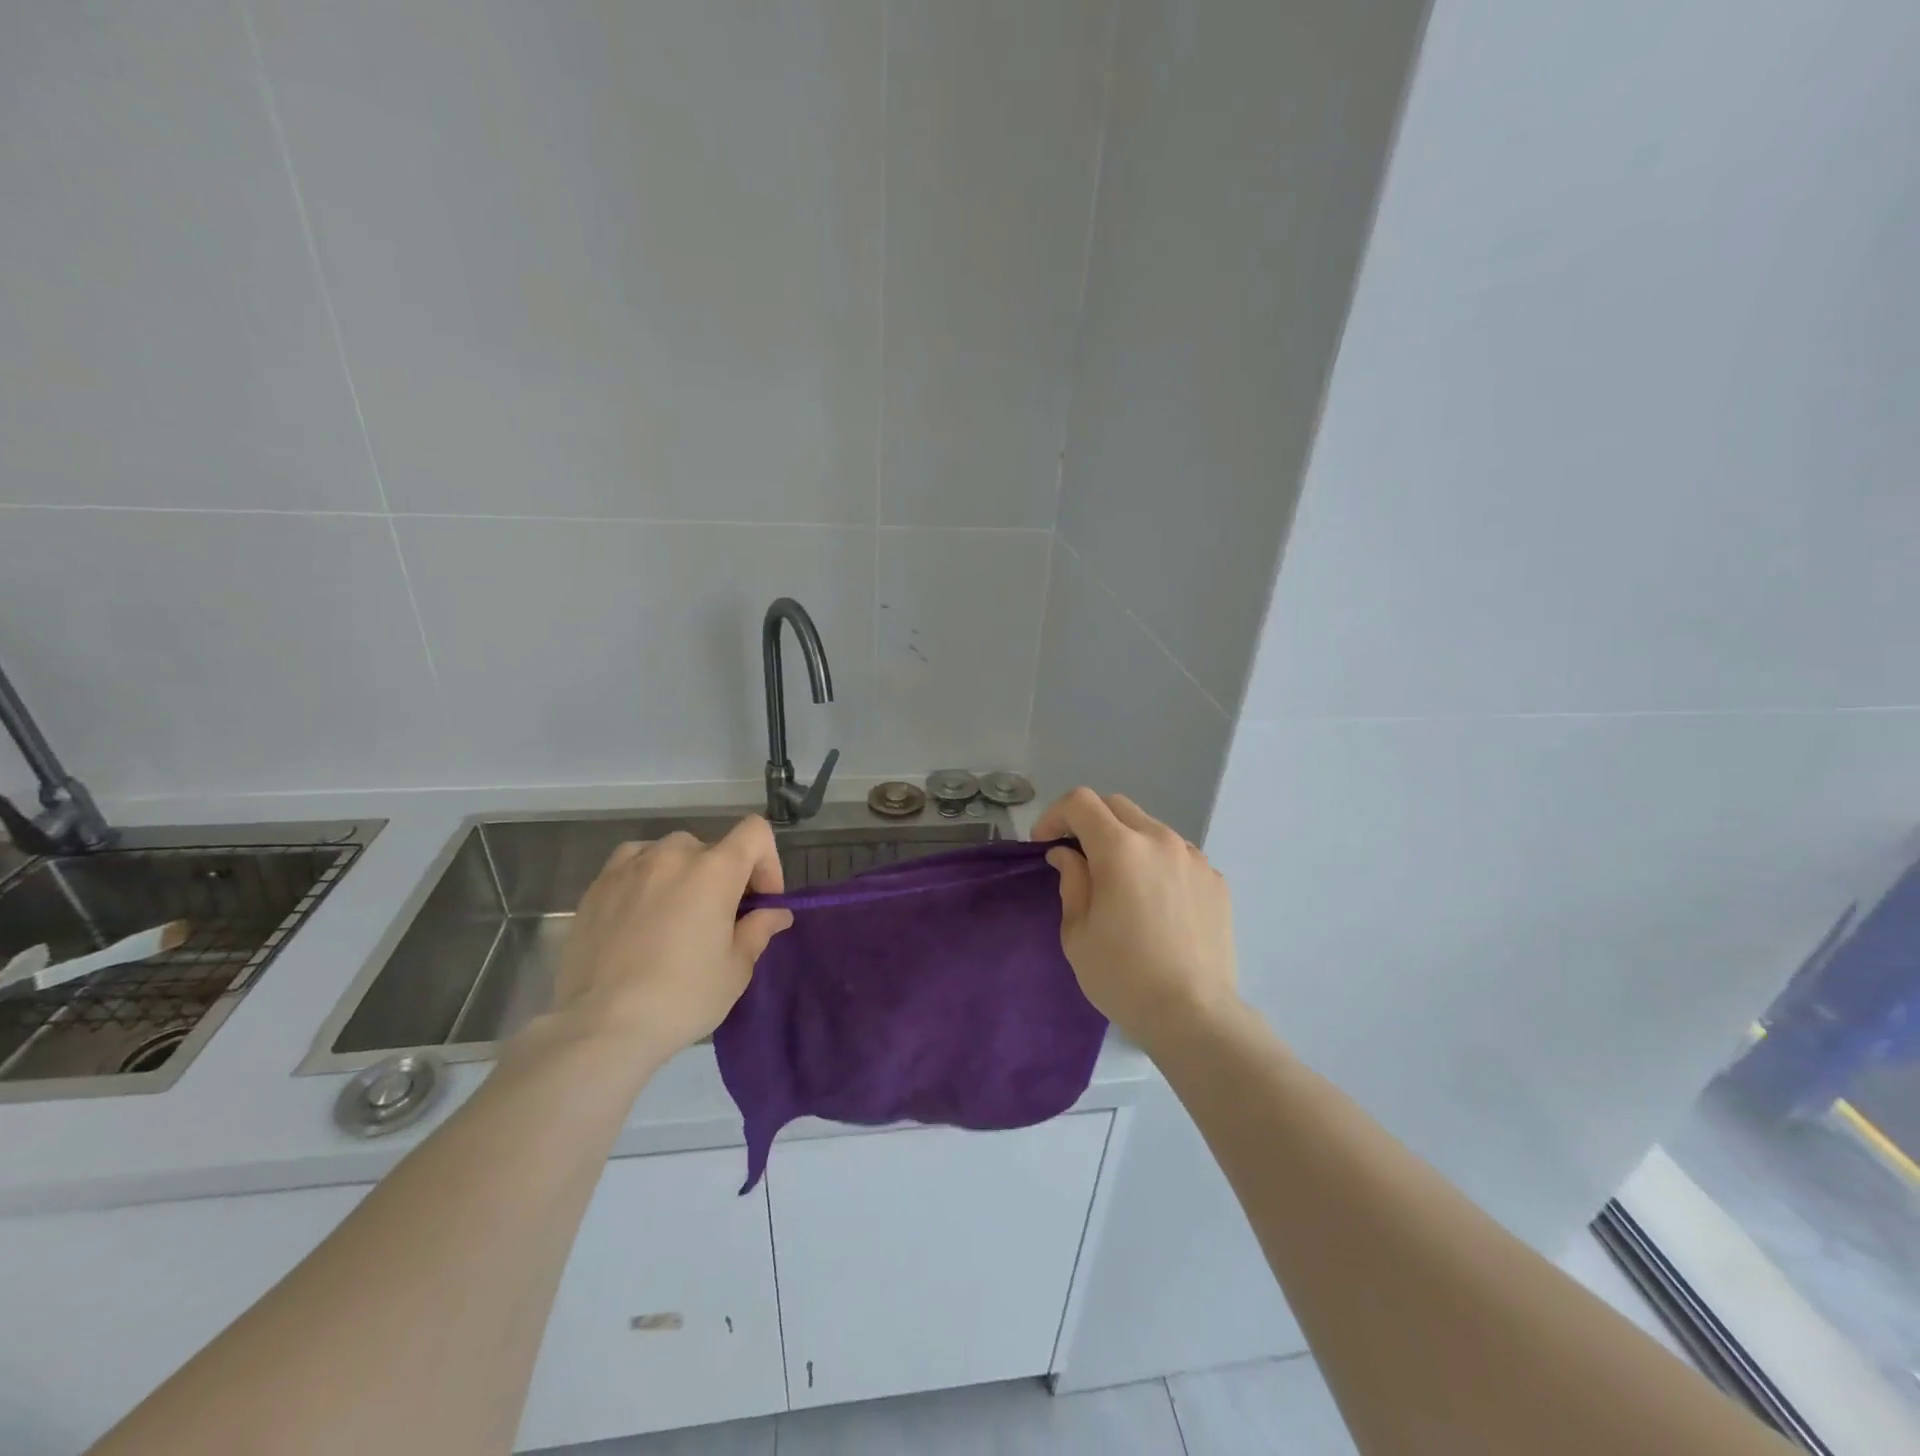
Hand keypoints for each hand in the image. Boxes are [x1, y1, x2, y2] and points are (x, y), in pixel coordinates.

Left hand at [544, 817, 793, 1062]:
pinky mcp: (597, 885)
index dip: (767, 861)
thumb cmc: (682, 997)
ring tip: (676, 915)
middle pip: (713, 848)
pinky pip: (633, 863)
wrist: (600, 1026)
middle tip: (719, 920)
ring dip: (684, 874)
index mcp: (715, 870)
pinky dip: (646, 877)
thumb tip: (775, 913)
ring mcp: (630, 866)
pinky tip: (640, 912)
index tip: (760, 901)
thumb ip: (759, 929)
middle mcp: (674, 854)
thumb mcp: (736, 969)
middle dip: (724, 878)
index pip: (755, 832)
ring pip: (671, 853)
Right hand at [1033, 788, 1238, 1049]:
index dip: (1055, 815)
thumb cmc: (1123, 976)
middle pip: (1116, 806)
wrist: (1194, 1015)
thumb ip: (1071, 881)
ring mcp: (1193, 858)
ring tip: (1119, 881)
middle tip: (1077, 856)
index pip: (1080, 802)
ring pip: (1150, 828)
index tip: (1045, 844)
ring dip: (1125, 841)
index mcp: (1121, 849)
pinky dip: (1156, 862)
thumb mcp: (1077, 933)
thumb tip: (1068, 855)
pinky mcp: (1215, 880)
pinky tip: (1154, 901)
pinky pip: (1177, 855)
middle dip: (1089, 822)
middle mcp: (1160, 840)